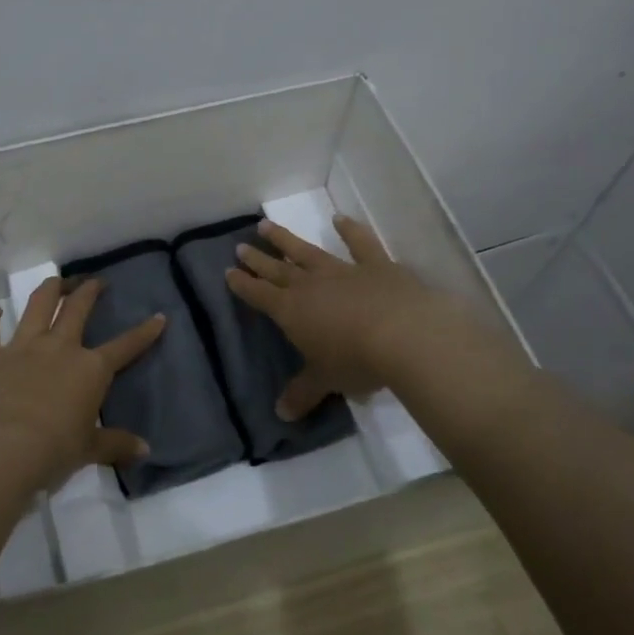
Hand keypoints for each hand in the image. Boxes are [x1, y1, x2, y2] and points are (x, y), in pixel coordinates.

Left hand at [0, 275, 165, 493]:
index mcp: (90, 369)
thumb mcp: (90, 450)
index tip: (158, 317)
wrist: (3, 449)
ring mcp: (21, 347)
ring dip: (48, 291)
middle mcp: (58, 348)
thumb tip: (145, 450)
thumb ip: (117, 445)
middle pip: (77, 310)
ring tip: (55, 282)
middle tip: (95, 282)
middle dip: (88, 292)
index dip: (144, 333)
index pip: (125, 347)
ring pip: (37, 307)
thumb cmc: (55, 450)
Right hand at [225, 215, 487, 419]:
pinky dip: (350, 230)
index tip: (229, 271)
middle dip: (258, 259)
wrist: (405, 335)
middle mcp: (311, 285)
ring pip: (308, 252)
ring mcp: (343, 271)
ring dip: (286, 240)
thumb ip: (303, 394)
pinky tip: (340, 218)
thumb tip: (281, 415)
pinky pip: (360, 244)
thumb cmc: (356, 360)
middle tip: (240, 246)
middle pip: (278, 270)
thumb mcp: (326, 381)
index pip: (260, 296)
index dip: (243, 285)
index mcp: (292, 311)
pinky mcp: (377, 265)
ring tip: (266, 224)